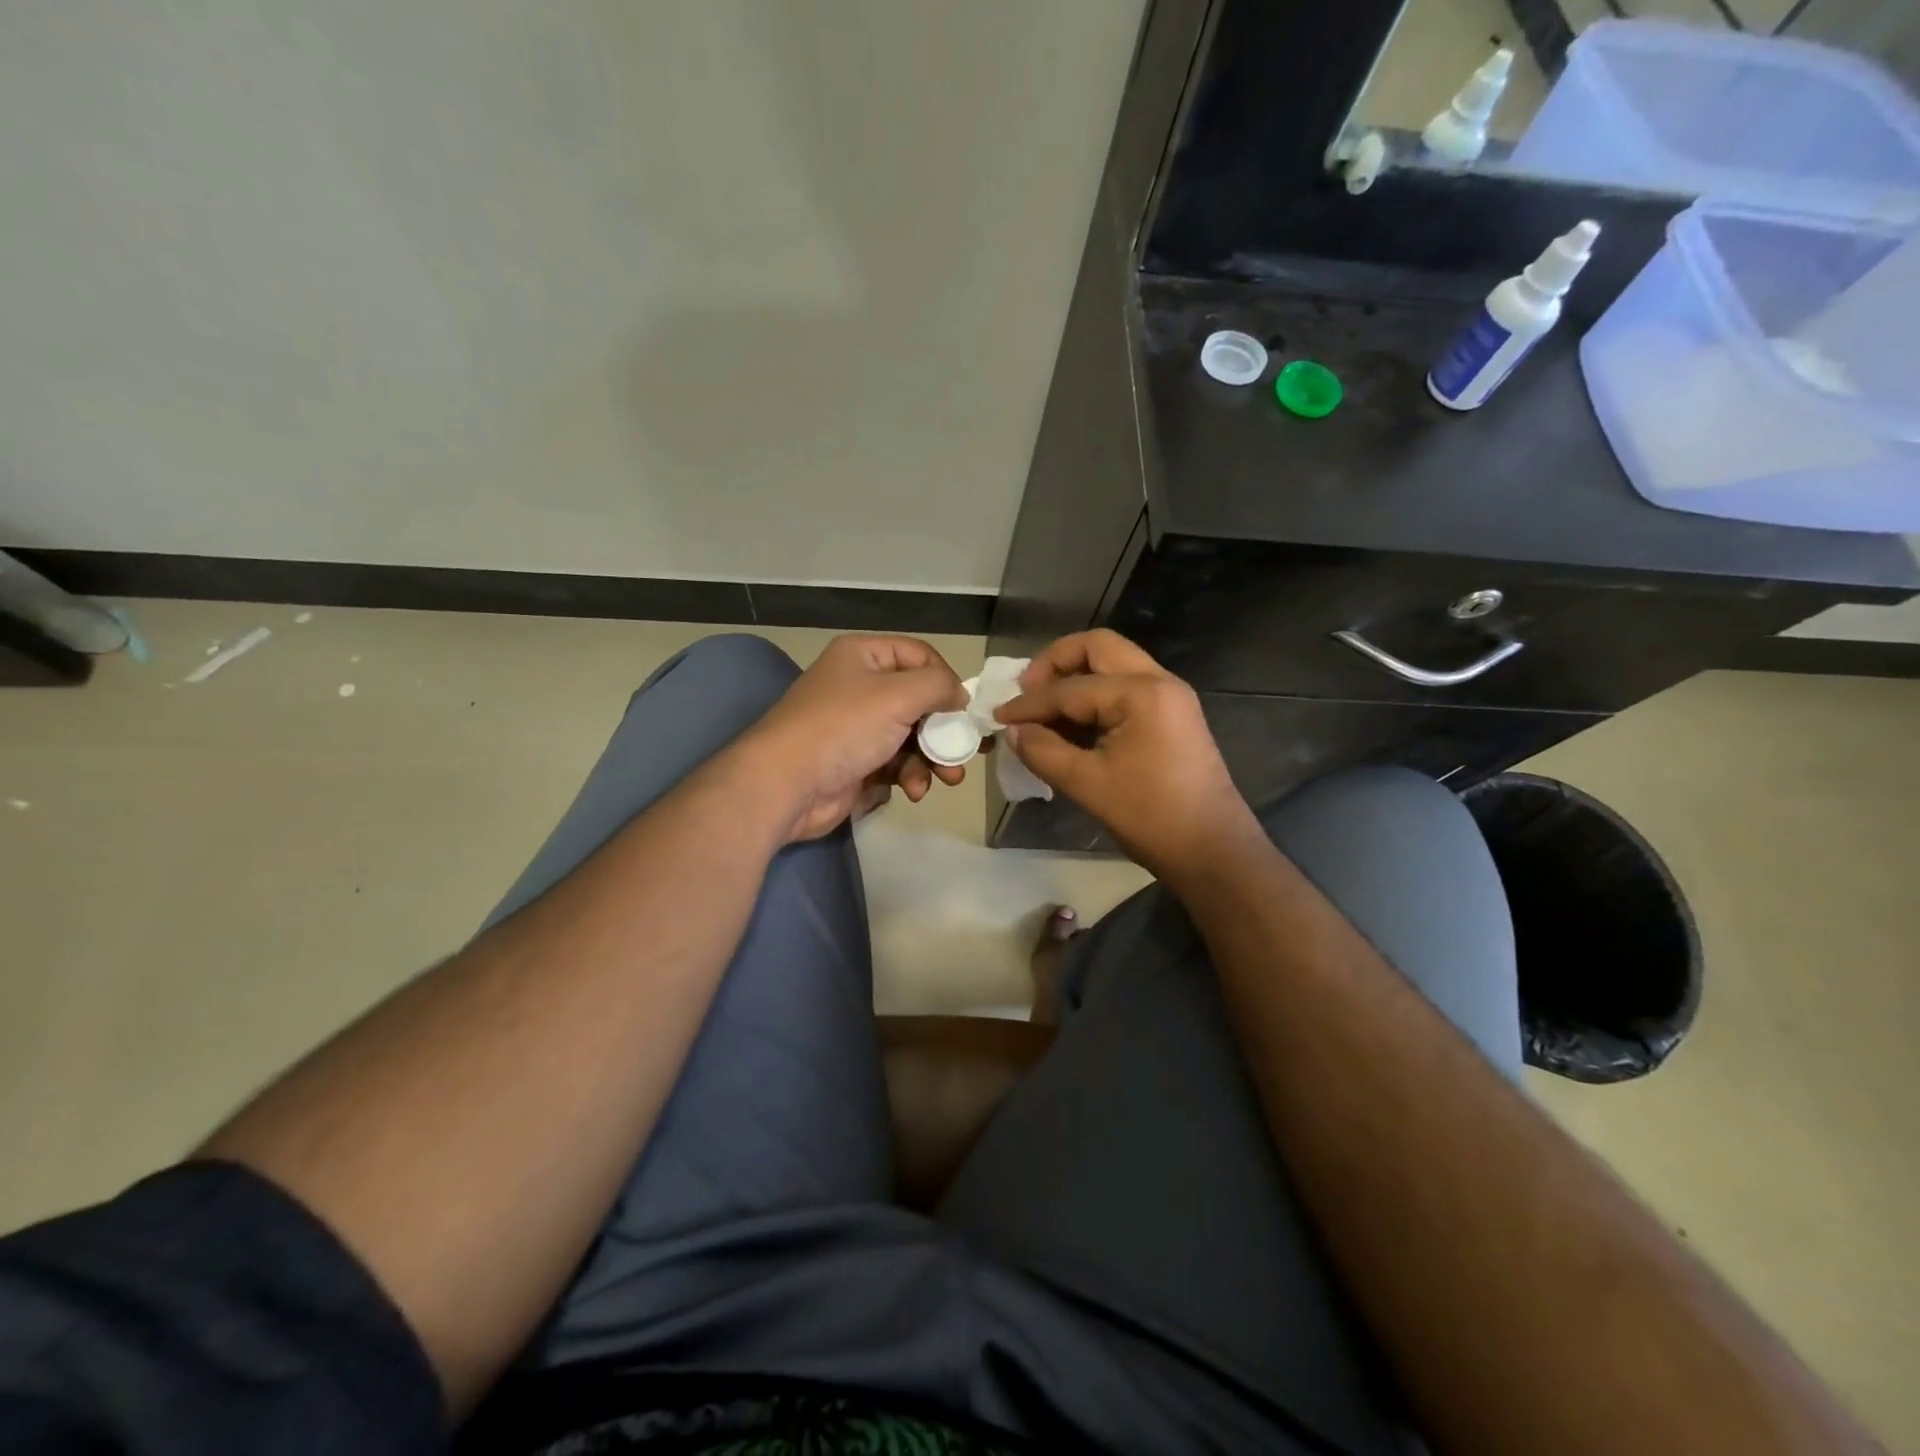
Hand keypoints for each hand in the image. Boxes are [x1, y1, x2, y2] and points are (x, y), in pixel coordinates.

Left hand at [738, 635, 968, 841]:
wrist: (787, 784)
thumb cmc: (843, 727)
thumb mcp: (898, 695)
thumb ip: (938, 686)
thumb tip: (960, 695)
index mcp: (863, 656)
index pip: (919, 655)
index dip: (946, 679)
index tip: (964, 708)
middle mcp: (860, 687)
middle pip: (919, 701)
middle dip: (945, 729)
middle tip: (968, 751)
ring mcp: (857, 728)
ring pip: (912, 737)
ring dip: (932, 759)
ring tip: (947, 779)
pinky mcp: (857, 764)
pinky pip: (896, 764)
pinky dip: (910, 776)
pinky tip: (914, 791)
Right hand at [995, 630, 1262, 881]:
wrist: (1212, 852)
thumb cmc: (1150, 817)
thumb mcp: (1087, 784)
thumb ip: (1043, 751)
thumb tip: (1014, 732)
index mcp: (1141, 693)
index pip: (1071, 688)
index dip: (1029, 703)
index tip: (999, 718)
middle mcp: (1159, 682)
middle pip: (1097, 648)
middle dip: (1055, 664)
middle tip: (1027, 692)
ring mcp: (1169, 697)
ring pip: (1113, 665)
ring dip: (1075, 679)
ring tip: (1043, 710)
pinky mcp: (1170, 717)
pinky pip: (1124, 690)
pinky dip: (1093, 698)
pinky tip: (1070, 726)